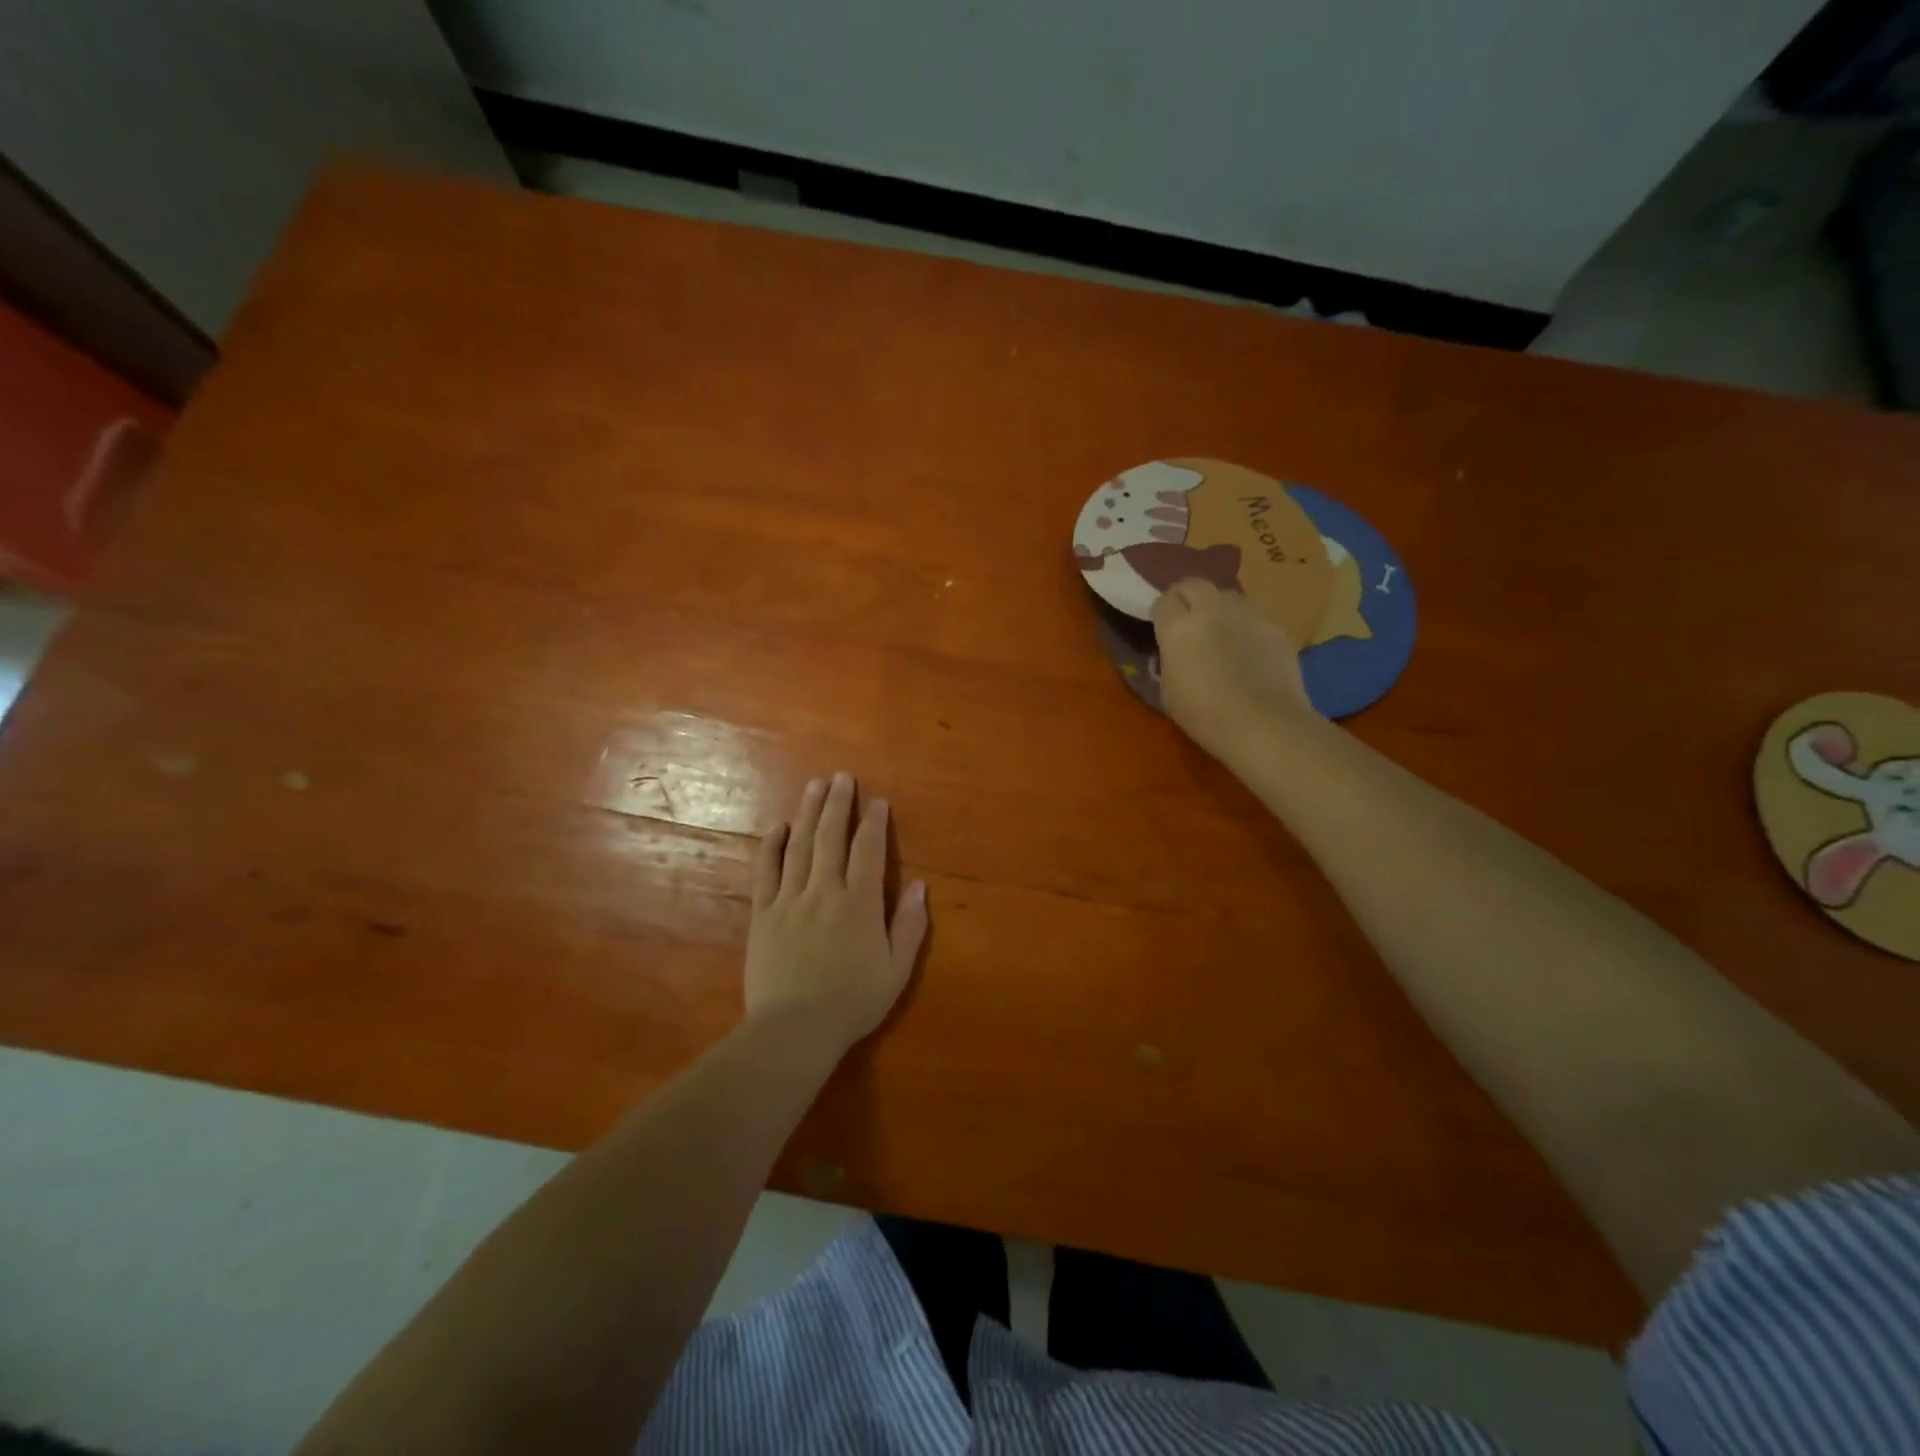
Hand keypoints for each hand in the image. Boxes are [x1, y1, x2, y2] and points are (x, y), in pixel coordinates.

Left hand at [745, 773, 928, 1053]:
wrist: (793, 1030)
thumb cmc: (852, 1003)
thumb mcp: (896, 971)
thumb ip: (909, 927)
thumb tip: (919, 886)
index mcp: (859, 904)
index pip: (868, 851)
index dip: (874, 823)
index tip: (876, 801)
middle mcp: (824, 891)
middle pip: (832, 837)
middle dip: (838, 804)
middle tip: (842, 777)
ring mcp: (790, 899)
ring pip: (800, 845)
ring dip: (808, 812)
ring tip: (815, 786)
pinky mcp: (763, 913)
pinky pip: (766, 871)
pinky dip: (772, 846)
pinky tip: (778, 827)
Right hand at [1152, 578, 1313, 761]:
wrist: (1263, 723)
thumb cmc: (1205, 715)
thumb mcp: (1169, 692)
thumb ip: (1168, 662)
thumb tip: (1172, 653)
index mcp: (1178, 628)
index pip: (1163, 601)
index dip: (1161, 613)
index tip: (1162, 626)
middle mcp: (1211, 610)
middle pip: (1195, 584)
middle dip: (1187, 595)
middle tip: (1187, 616)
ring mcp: (1247, 614)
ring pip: (1228, 595)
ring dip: (1219, 607)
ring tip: (1221, 629)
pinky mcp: (1274, 625)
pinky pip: (1254, 616)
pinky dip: (1246, 626)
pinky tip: (1249, 648)